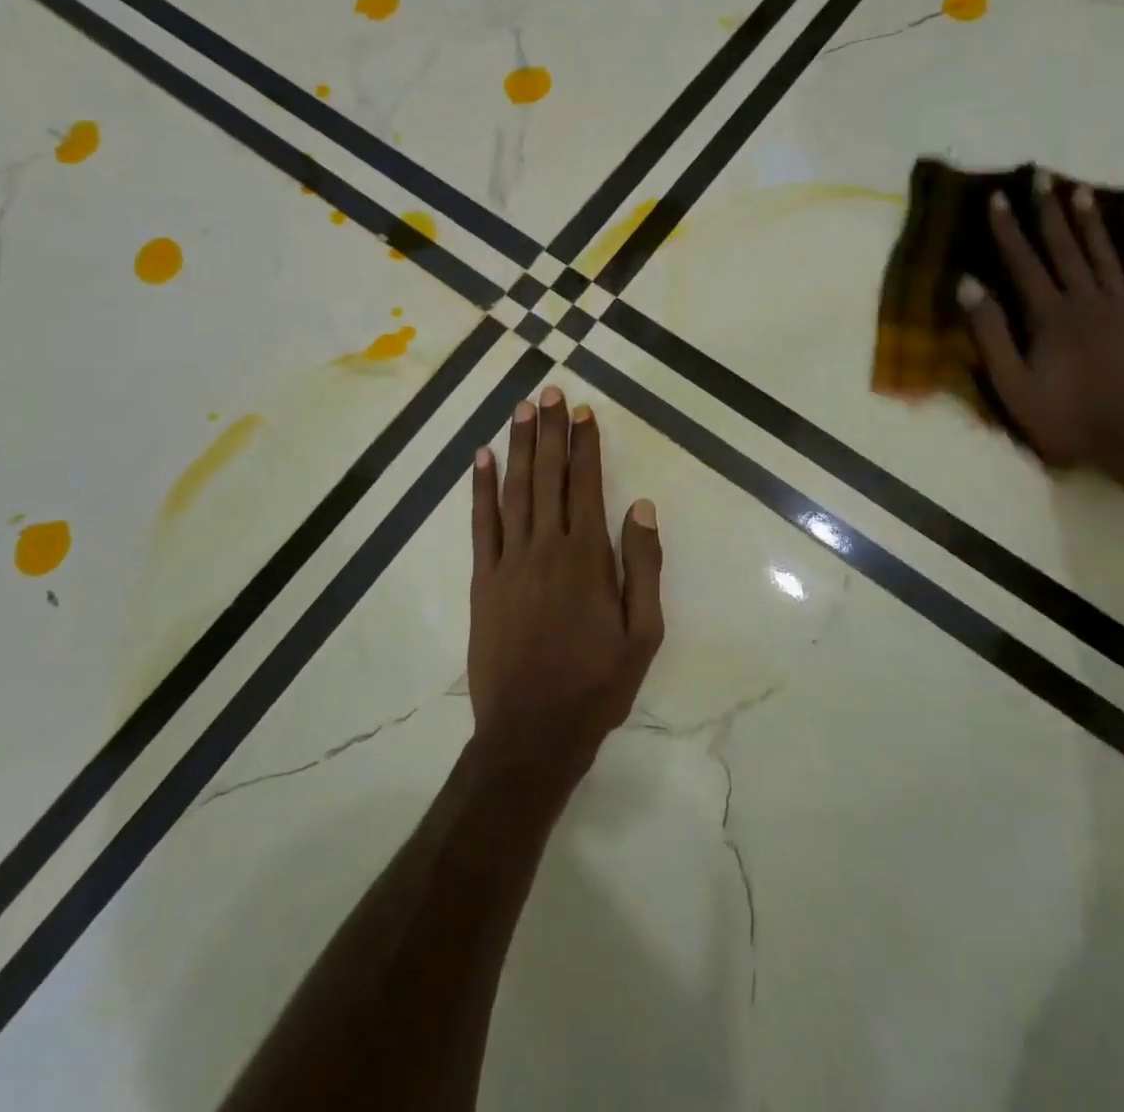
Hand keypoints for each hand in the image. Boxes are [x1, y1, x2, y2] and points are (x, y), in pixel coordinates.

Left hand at [468, 386, 664, 789]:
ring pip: (514, 490)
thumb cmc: (596, 685)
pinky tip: (481, 458)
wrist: (531, 732)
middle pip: (548, 477)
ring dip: (518, 447)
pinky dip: (480, 488)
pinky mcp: (484, 580)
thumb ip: (643, 567)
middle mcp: (546, 548)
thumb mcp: (643, 634)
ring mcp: (509, 562)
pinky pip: (481, 523)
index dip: (585, 446)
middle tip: (551, 392)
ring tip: (522, 409)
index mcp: (588, 558)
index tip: (584, 413)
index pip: (586, 485)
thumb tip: (641, 506)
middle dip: (550, 432)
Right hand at [961, 174, 1123, 473]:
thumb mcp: (1013, 385)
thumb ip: (990, 334)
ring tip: (1082, 191)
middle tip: (1043, 175)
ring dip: (1092, 223)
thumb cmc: (1068, 419)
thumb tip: (968, 285)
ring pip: (1106, 257)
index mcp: (1050, 317)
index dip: (1008, 230)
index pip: (1024, 264)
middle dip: (1050, 212)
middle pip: (1066, 250)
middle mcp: (1088, 302)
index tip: (997, 197)